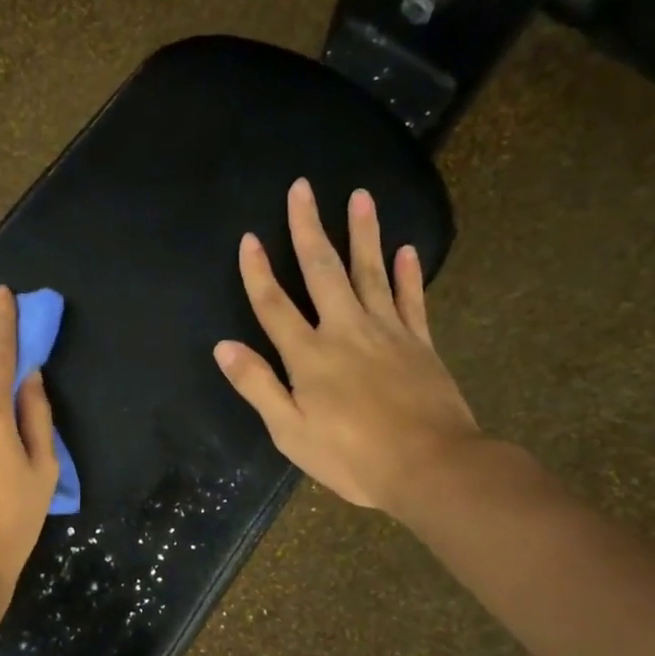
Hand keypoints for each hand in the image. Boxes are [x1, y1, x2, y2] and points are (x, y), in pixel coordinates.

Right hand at [214, 178, 482, 523]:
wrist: (431, 467)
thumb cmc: (352, 457)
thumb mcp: (291, 432)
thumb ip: (258, 385)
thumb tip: (224, 346)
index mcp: (309, 356)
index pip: (274, 305)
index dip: (258, 271)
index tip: (249, 238)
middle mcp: (346, 331)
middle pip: (323, 271)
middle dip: (309, 228)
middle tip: (303, 188)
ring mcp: (387, 333)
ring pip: (371, 272)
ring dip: (363, 233)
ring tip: (360, 196)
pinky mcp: (420, 343)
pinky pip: (412, 299)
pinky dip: (408, 273)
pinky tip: (407, 249)